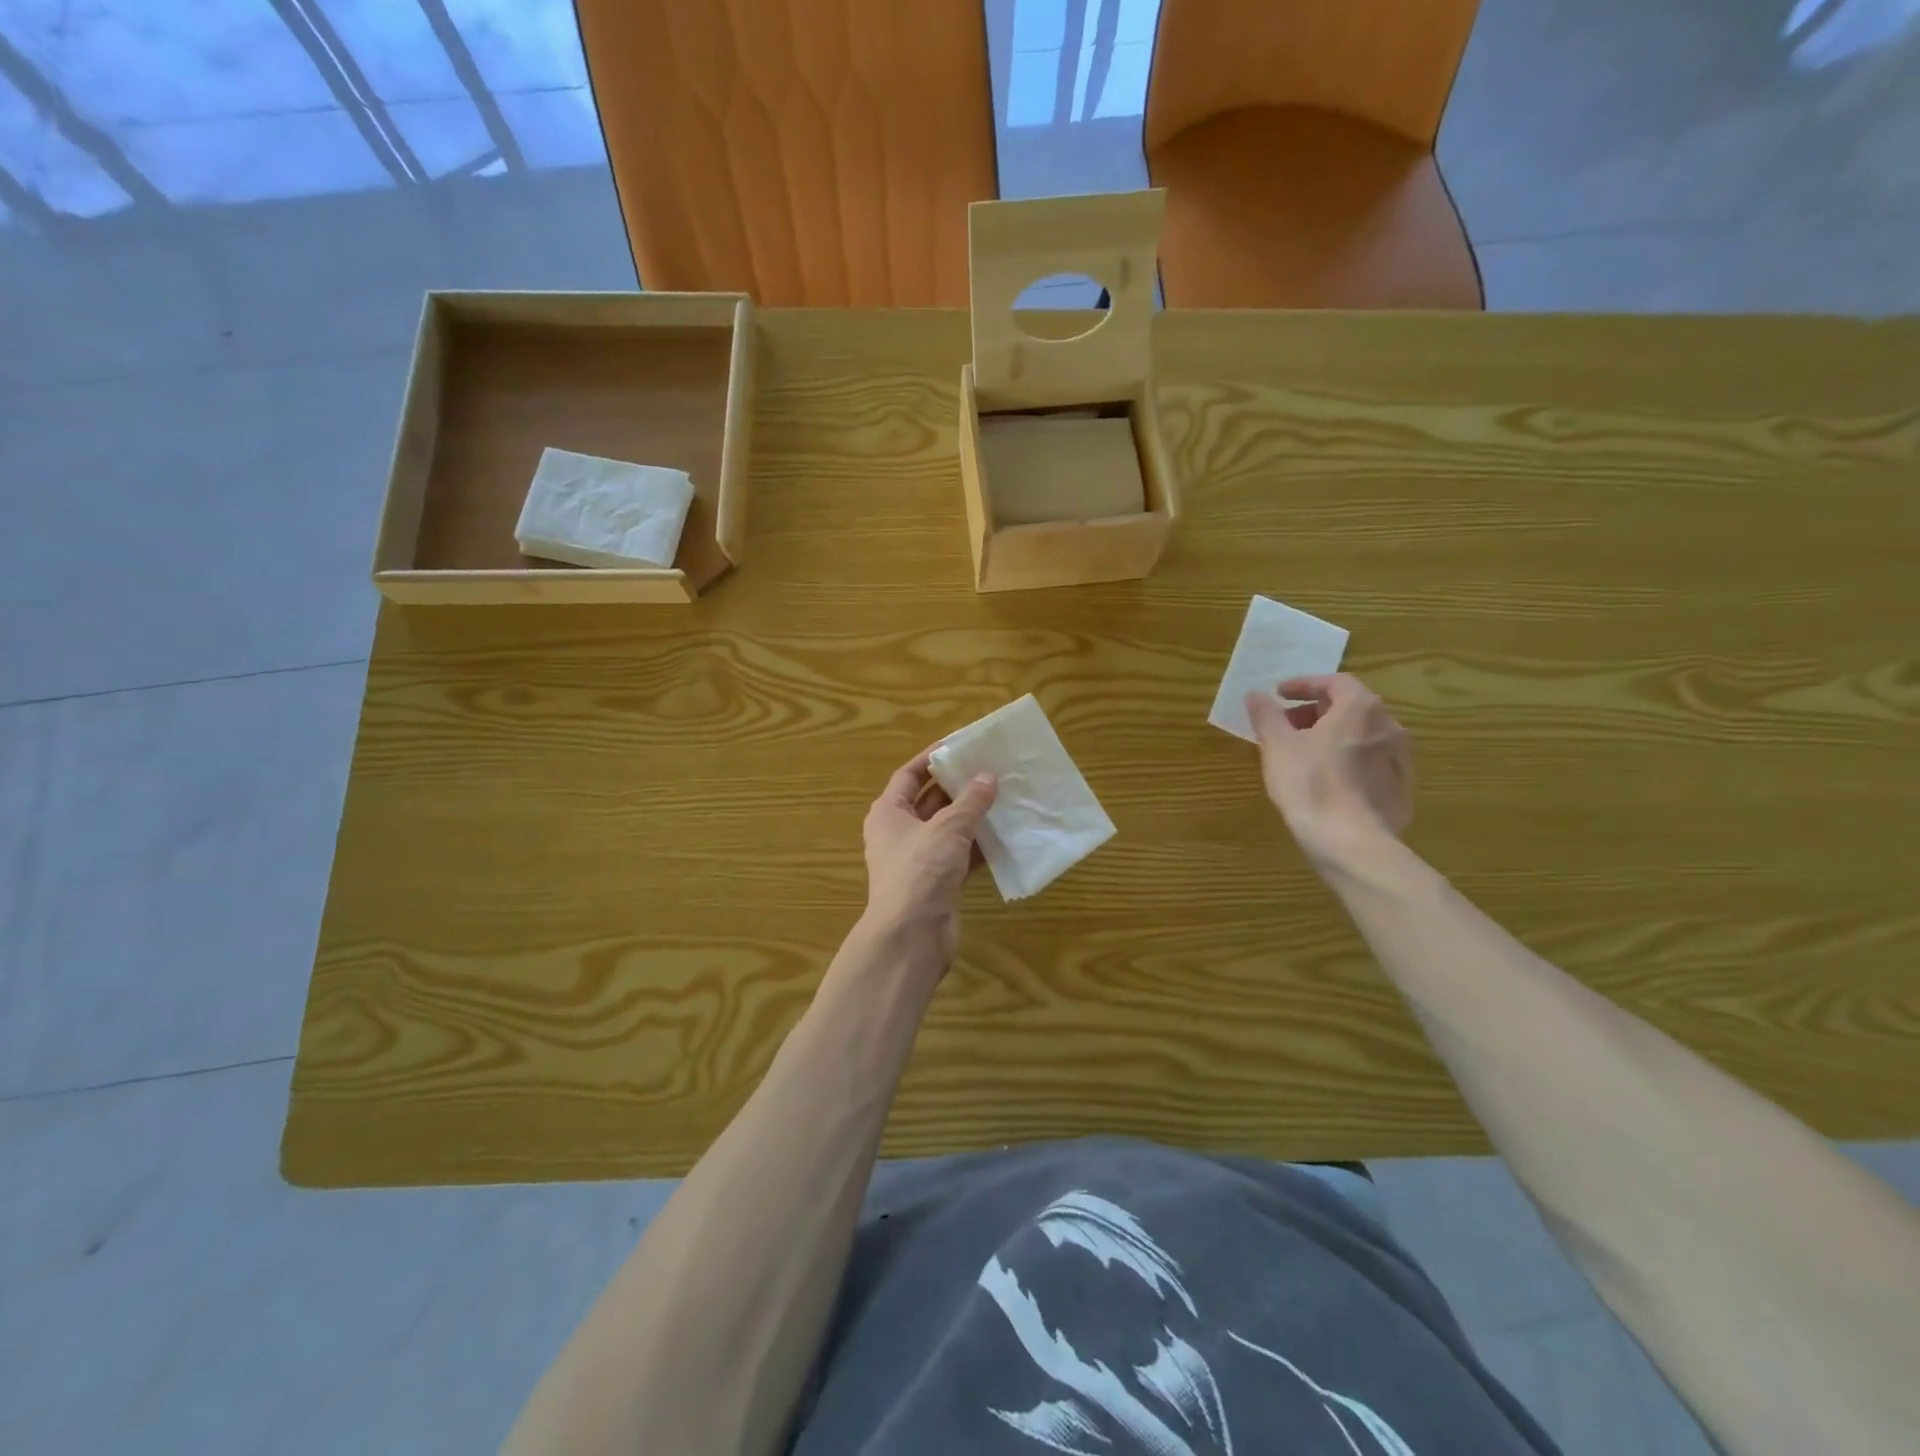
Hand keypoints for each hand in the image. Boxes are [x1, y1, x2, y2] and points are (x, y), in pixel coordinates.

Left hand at [861, 749, 996, 966]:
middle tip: (991, 769)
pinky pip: (960, 855)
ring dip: (973, 816)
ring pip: (948, 828)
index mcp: (888, 813)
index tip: (961, 745)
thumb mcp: (947, 828)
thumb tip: (987, 776)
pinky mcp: (937, 882)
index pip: (909, 775)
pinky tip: (1005, 835)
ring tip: (1004, 796)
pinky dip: (978, 845)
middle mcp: (899, 832)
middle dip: (959, 786)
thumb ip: (970, 801)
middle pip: (930, 800)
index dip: (933, 758)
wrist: (911, 936)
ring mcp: (918, 859)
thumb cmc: (921, 871)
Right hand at [1246, 674, 1412, 864]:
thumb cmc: (1310, 784)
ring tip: (1304, 755)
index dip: (1304, 685)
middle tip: (1287, 726)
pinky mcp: (1402, 789)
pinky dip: (1347, 761)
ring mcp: (1401, 759)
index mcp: (1361, 708)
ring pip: (1362, 736)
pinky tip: (1327, 781)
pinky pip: (1371, 763)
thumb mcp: (1277, 746)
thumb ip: (1266, 715)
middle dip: (1316, 712)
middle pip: (1350, 708)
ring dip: (1333, 737)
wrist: (1351, 842)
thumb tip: (1256, 695)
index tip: (1279, 695)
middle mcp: (1389, 726)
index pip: (1335, 682)